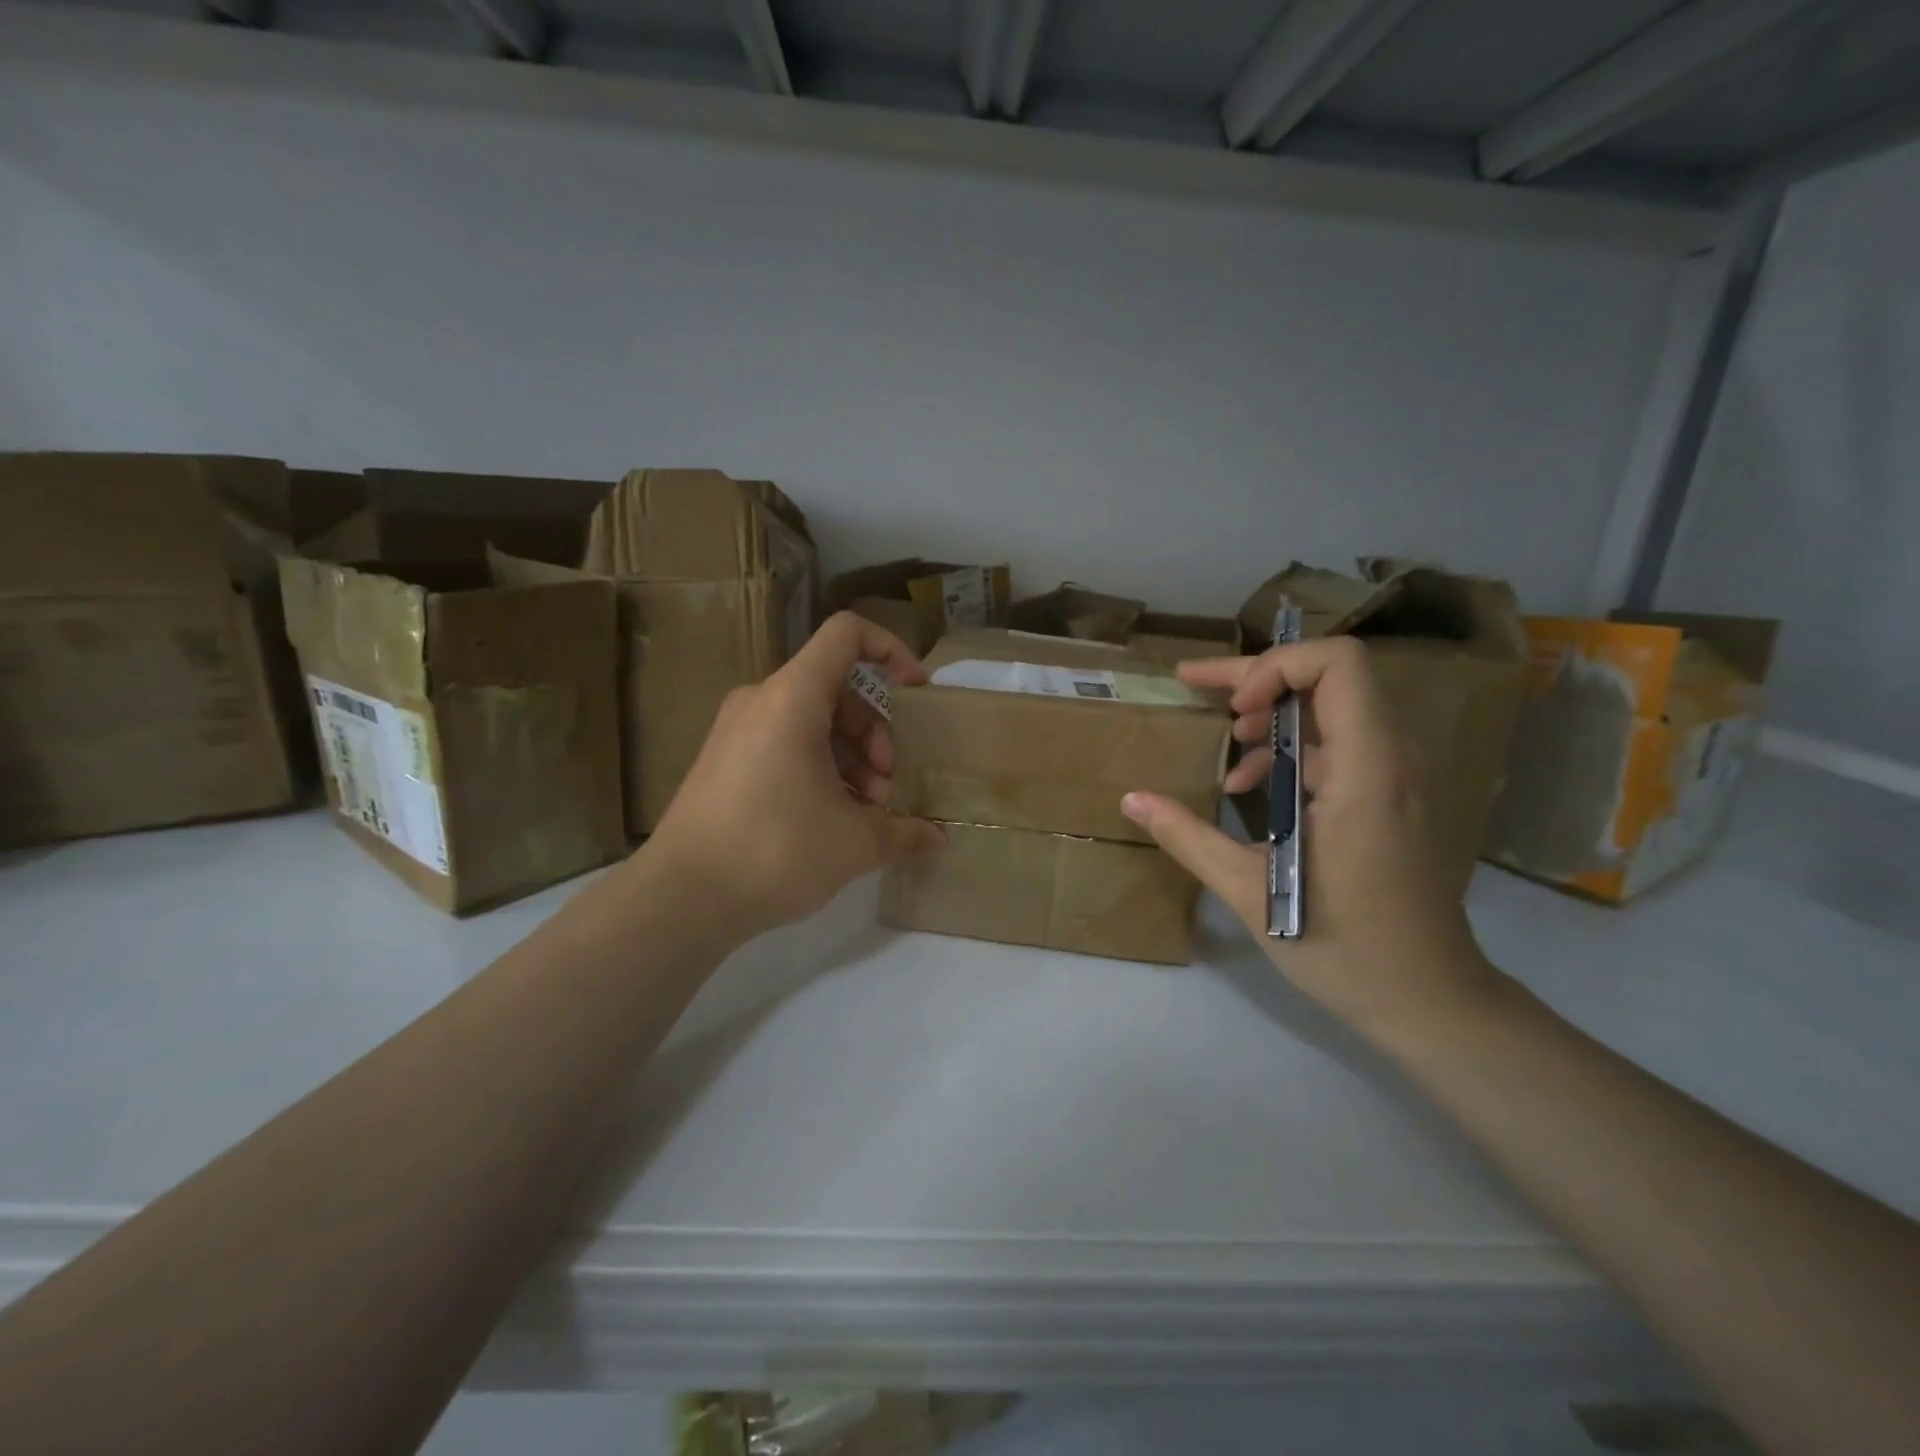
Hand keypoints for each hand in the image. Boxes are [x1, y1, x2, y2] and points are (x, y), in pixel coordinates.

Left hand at [641, 612, 945, 942]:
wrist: (680, 898)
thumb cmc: (775, 851)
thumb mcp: (856, 844)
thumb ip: (906, 833)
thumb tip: (938, 839)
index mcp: (792, 697)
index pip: (847, 634)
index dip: (891, 651)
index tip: (916, 694)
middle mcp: (760, 700)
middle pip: (836, 688)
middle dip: (875, 733)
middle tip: (886, 786)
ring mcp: (736, 730)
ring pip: (811, 720)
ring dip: (851, 757)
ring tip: (864, 812)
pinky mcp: (723, 760)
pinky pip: (784, 742)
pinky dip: (818, 767)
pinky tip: (831, 819)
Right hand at [1120, 637, 1496, 1040]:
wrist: (1429, 1001)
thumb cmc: (1342, 946)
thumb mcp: (1249, 891)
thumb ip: (1188, 837)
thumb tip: (1131, 798)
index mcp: (1368, 770)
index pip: (1338, 664)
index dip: (1276, 667)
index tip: (1231, 709)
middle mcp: (1392, 759)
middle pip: (1328, 678)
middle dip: (1256, 678)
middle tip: (1194, 686)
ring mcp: (1395, 778)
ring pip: (1332, 711)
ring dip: (1272, 715)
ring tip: (1226, 745)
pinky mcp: (1389, 799)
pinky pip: (1337, 748)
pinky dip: (1290, 751)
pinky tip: (1252, 790)